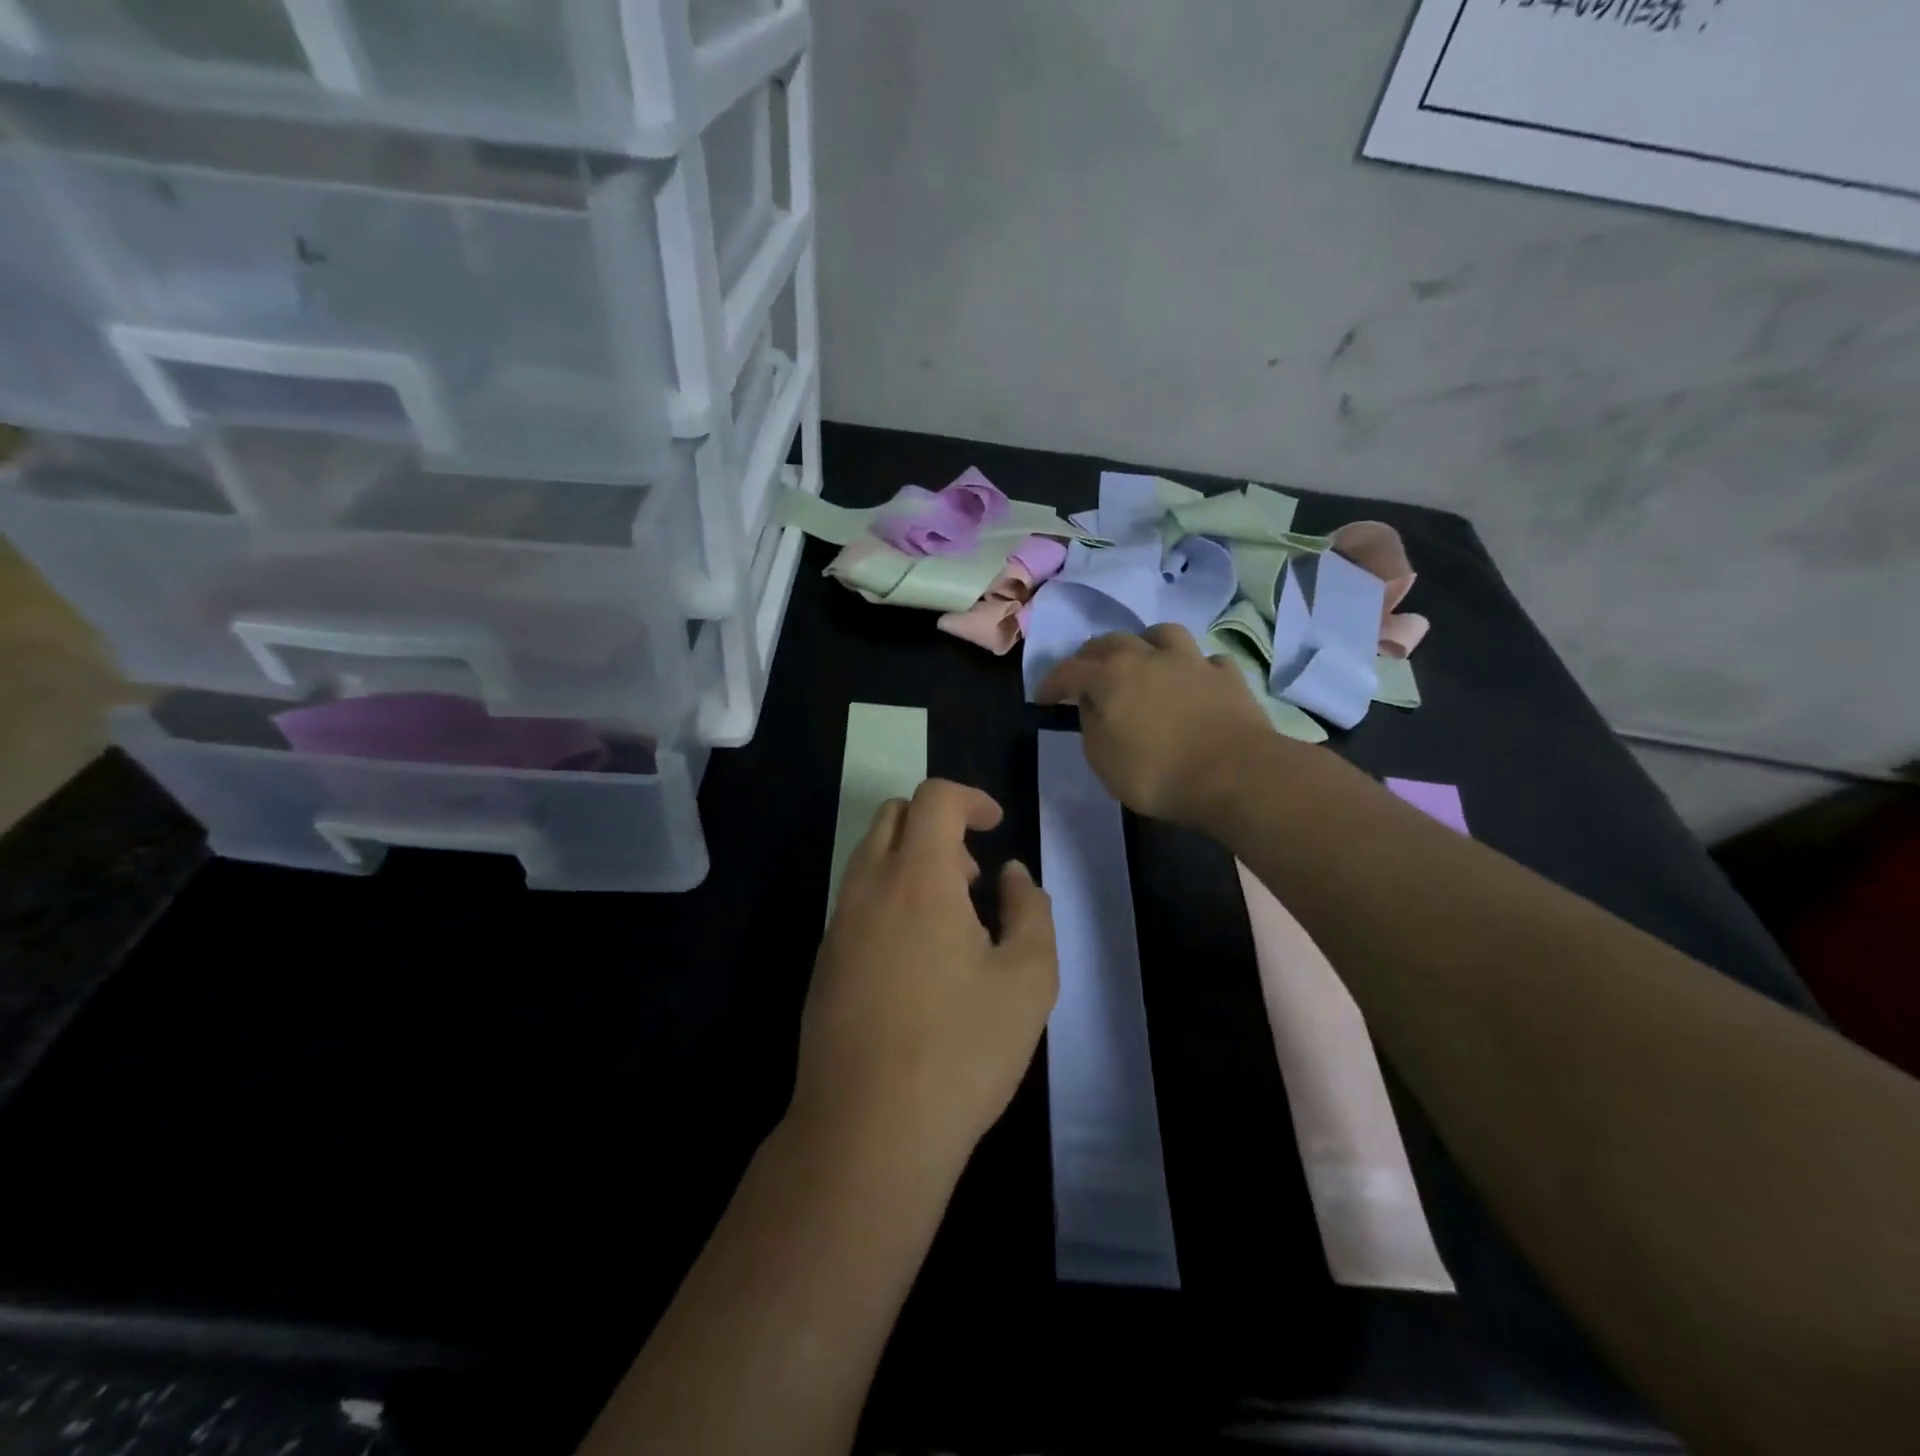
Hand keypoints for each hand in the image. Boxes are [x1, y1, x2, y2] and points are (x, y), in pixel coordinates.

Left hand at [793, 780, 1058, 1171]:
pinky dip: (890, 897)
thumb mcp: (1029, 980)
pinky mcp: (824, 962)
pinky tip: (918, 959)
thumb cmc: (960, 1050)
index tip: (996, 825)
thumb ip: (1031, 912)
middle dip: (937, 824)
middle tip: (972, 875)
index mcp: (918, 878)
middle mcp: (869, 888)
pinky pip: (857, 900)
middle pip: (894, 817)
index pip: (934, 799)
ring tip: (952, 919)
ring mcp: (838, 925)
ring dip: (911, 862)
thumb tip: (1013, 877)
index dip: (970, 798)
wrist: (867, 1131)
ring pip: (870, 857)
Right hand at [1035, 624, 1278, 825]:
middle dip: (1091, 656)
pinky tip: (1193, 681)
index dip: (1050, 683)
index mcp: (1110, 677)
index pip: (1068, 670)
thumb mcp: (1104, 762)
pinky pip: (1205, 660)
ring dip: (1144, 644)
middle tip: (1085, 674)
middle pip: (1111, 642)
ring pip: (1161, 634)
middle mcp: (1147, 657)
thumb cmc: (1158, 773)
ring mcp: (1191, 661)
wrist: (1235, 774)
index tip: (1041, 698)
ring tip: (1142, 660)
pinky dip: (1193, 668)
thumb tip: (1092, 707)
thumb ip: (1091, 727)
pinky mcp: (1227, 675)